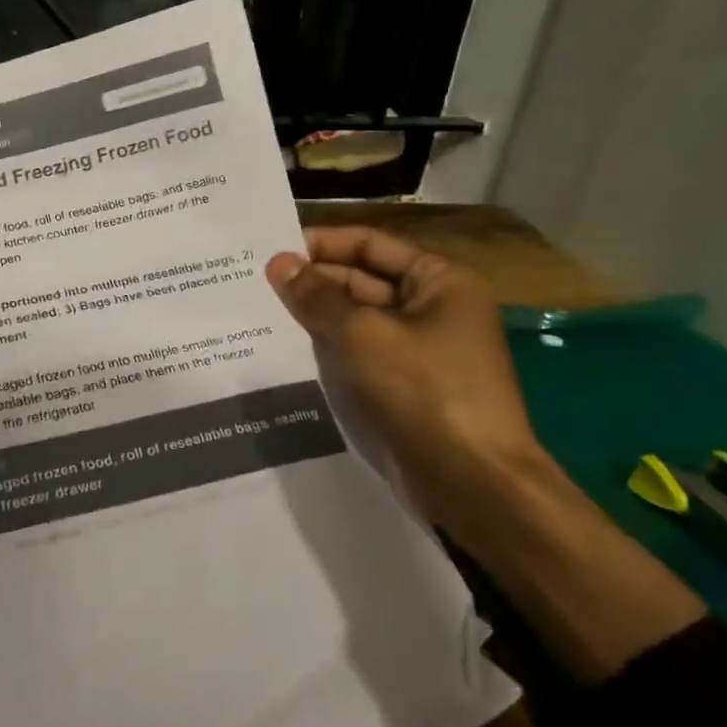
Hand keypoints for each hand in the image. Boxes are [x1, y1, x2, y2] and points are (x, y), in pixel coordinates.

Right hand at [266, 226, 704, 678]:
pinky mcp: (403, 387)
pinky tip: (283, 349)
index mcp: (439, 283)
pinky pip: (358, 355)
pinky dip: (326, 349)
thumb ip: (318, 296)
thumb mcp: (363, 334)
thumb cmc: (424, 391)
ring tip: (257, 310)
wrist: (473, 482)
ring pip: (356, 321)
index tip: (272, 248)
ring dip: (314, 316)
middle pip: (362, 281)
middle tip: (254, 282)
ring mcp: (418, 351)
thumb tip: (279, 262)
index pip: (371, 245)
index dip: (322, 243)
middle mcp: (431, 309)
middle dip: (313, 281)